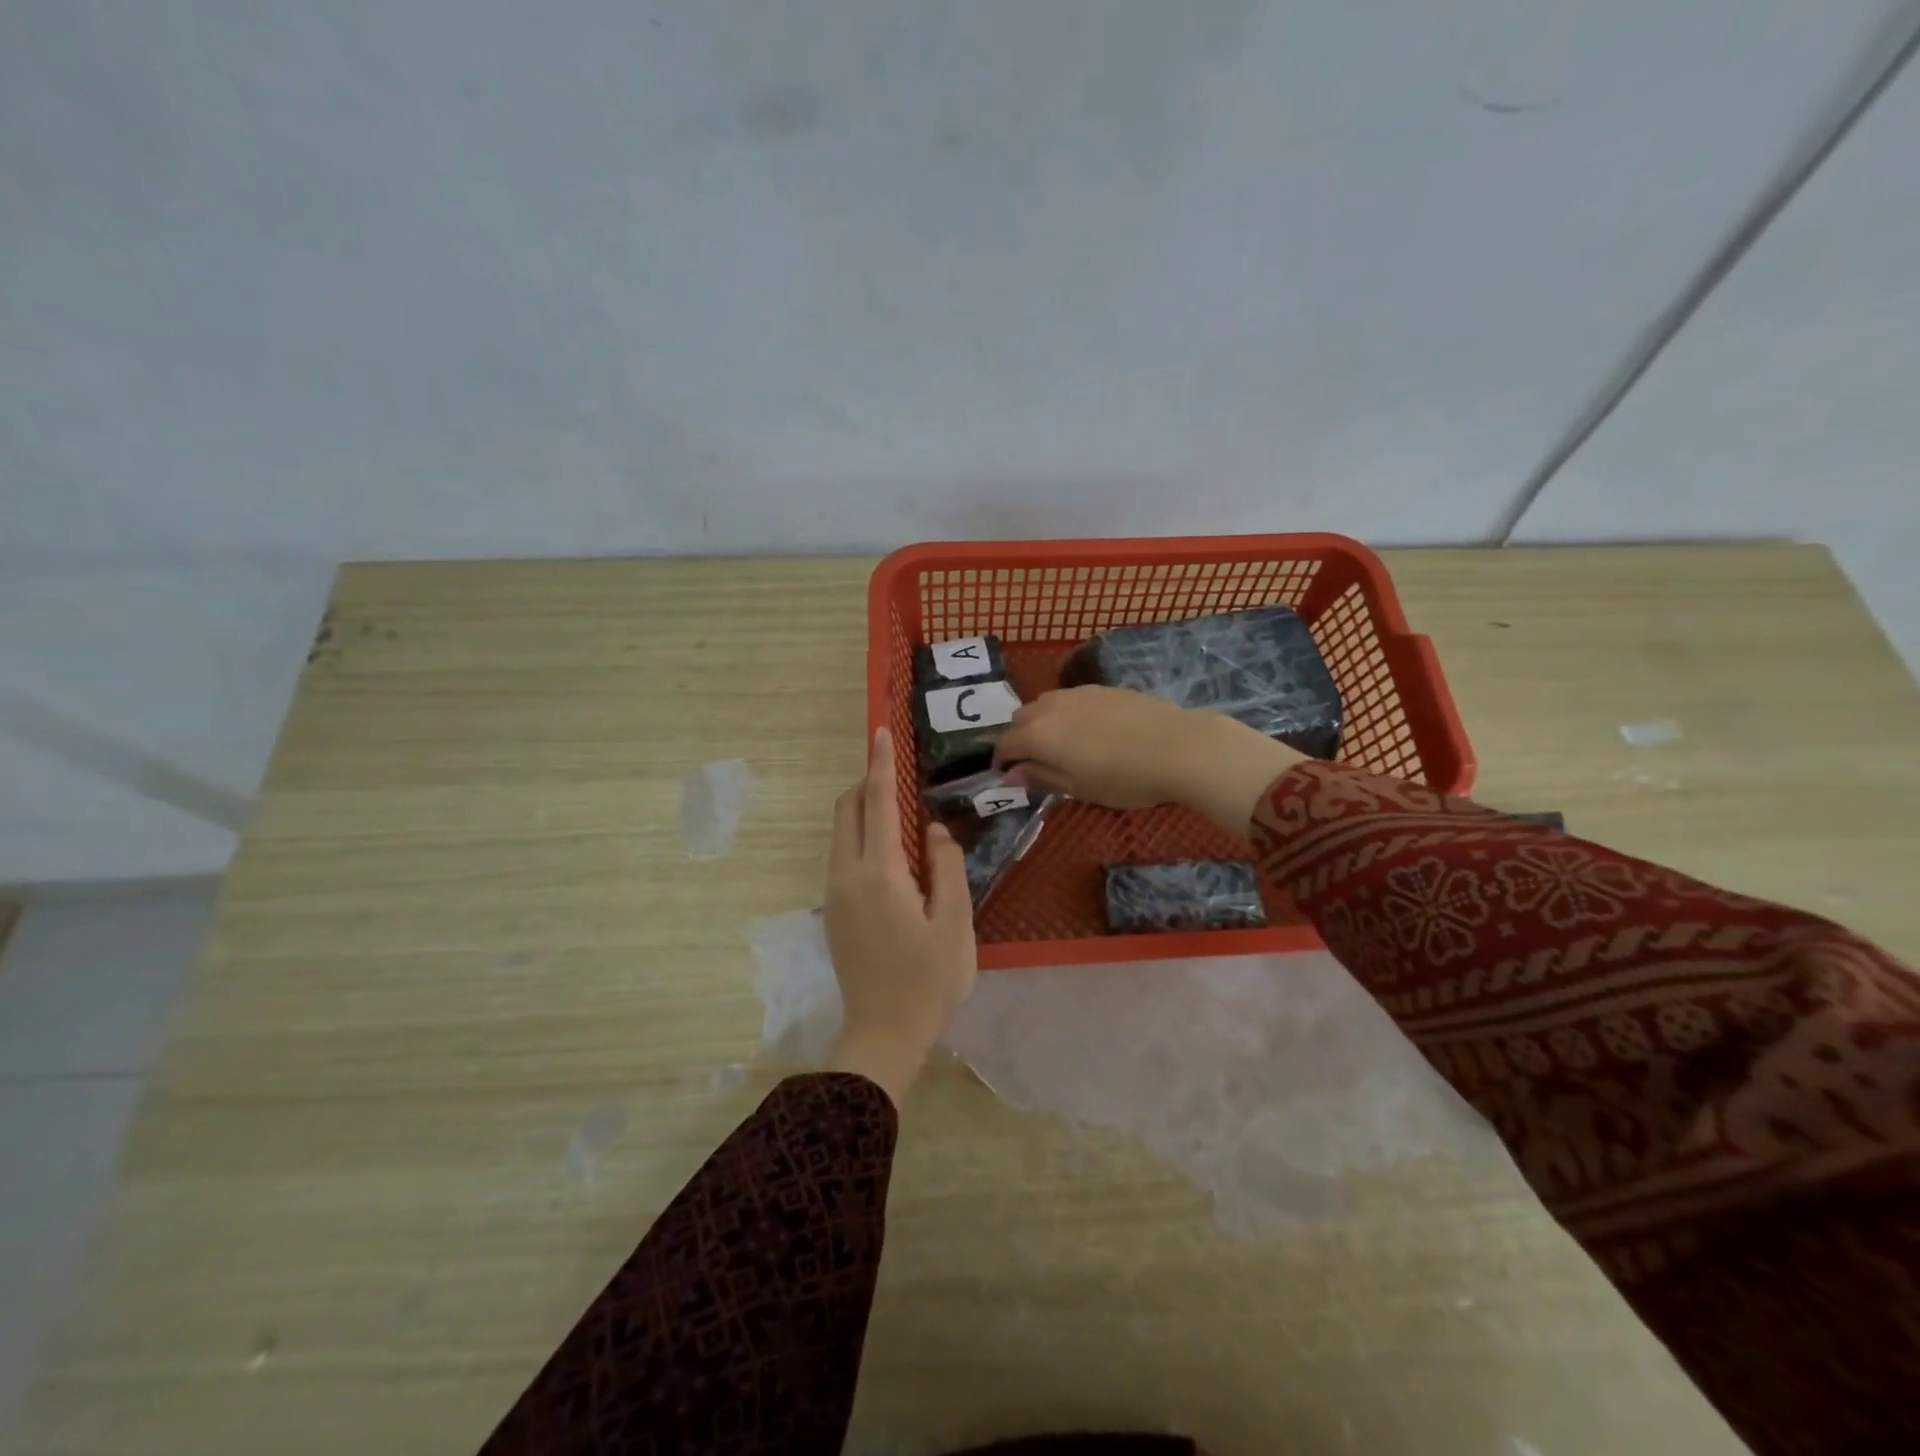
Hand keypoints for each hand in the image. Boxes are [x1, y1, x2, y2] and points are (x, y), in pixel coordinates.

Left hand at [823, 727, 976, 1103]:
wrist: (884, 1033)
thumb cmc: (929, 980)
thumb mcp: (955, 923)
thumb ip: (947, 867)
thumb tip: (933, 830)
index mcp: (880, 873)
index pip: (877, 803)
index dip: (880, 764)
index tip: (880, 732)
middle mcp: (847, 874)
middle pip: (847, 810)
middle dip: (868, 784)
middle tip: (900, 780)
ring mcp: (835, 893)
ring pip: (841, 833)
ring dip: (864, 813)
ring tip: (903, 821)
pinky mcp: (833, 910)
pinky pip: (842, 855)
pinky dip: (861, 838)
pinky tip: (892, 860)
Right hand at [992, 685, 1306, 837]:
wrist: (1179, 746)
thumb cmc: (1124, 778)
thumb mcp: (1078, 788)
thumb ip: (1040, 777)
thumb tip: (1010, 775)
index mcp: (1038, 734)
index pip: (1005, 745)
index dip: (1001, 762)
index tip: (1007, 777)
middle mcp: (1050, 707)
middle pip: (1020, 719)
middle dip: (1018, 739)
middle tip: (1034, 762)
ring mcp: (1077, 693)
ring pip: (1044, 704)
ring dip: (1040, 722)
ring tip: (1060, 745)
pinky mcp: (1102, 688)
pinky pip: (1069, 699)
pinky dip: (1064, 713)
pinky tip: (1087, 730)